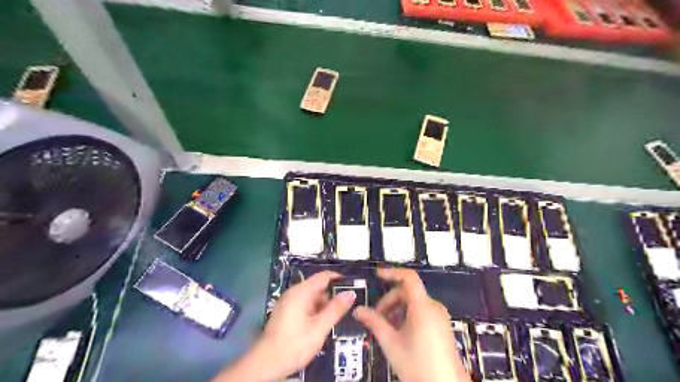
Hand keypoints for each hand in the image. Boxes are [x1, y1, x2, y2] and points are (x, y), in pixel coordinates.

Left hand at [213, 269, 355, 381]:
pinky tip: (321, 325)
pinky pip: (305, 305)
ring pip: (312, 297)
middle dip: (332, 296)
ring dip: (324, 305)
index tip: (353, 286)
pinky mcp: (286, 312)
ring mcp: (288, 302)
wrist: (265, 364)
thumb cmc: (294, 345)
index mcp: (301, 292)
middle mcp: (293, 293)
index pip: (324, 276)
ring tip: (336, 318)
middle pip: (318, 287)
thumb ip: (335, 309)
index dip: (339, 279)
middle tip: (347, 308)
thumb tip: (350, 293)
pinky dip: (315, 311)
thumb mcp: (319, 328)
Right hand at [354, 269, 471, 380]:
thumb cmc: (419, 366)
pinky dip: (407, 316)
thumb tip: (358, 310)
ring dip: (397, 310)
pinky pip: (421, 311)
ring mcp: (439, 317)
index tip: (377, 275)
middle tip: (377, 317)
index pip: (409, 278)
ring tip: (387, 329)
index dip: (392, 273)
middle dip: (390, 300)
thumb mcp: (391, 343)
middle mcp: (434, 307)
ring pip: (413, 302)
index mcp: (423, 307)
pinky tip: (400, 333)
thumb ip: (374, 322)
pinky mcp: (441, 326)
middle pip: (408, 292)